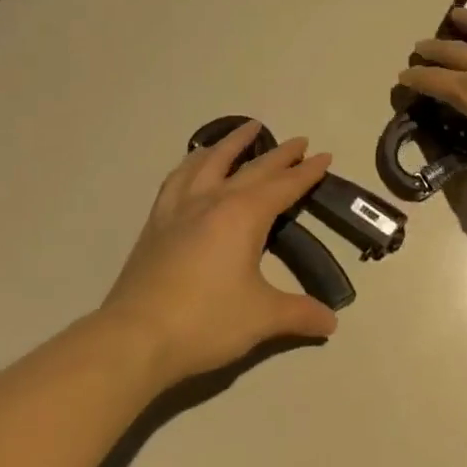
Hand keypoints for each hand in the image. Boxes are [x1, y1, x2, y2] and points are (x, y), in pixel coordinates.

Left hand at [100, 121, 338, 383]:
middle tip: (299, 142)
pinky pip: (177, 179)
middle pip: (253, 168)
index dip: (307, 172)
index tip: (325, 156)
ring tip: (246, 129)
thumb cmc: (206, 322)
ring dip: (232, 143)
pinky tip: (195, 162)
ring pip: (210, 162)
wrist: (135, 337)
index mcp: (244, 216)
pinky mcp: (157, 222)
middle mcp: (214, 201)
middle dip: (280, 154)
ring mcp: (180, 208)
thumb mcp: (261, 318)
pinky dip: (192, 163)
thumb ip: (299, 313)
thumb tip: (331, 322)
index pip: (284, 186)